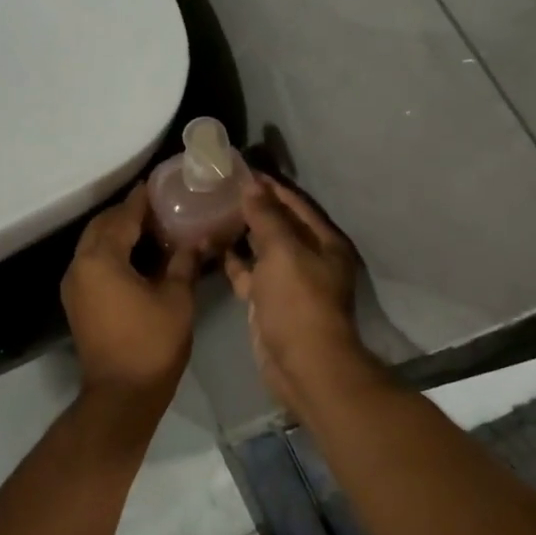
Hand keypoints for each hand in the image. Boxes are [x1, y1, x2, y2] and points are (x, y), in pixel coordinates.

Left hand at [61, 184, 197, 406]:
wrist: (121, 394)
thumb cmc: (152, 344)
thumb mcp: (176, 299)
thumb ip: (183, 264)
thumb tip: (194, 241)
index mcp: (101, 259)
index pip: (122, 217)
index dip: (141, 200)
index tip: (156, 184)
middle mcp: (80, 266)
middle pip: (101, 226)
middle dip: (126, 214)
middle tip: (157, 208)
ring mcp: (74, 285)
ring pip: (93, 244)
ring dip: (117, 233)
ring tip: (150, 229)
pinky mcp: (76, 302)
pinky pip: (92, 263)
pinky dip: (110, 252)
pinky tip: (136, 257)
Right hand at [224, 176, 373, 410]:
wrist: (303, 365)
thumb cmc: (299, 303)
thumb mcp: (283, 252)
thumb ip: (267, 217)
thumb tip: (252, 184)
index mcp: (323, 242)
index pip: (295, 204)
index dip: (270, 186)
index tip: (240, 169)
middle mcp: (309, 257)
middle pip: (279, 224)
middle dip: (253, 206)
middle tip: (219, 187)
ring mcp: (288, 281)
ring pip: (262, 249)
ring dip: (241, 232)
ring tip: (212, 210)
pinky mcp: (269, 302)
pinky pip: (250, 273)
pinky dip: (234, 261)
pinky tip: (212, 245)